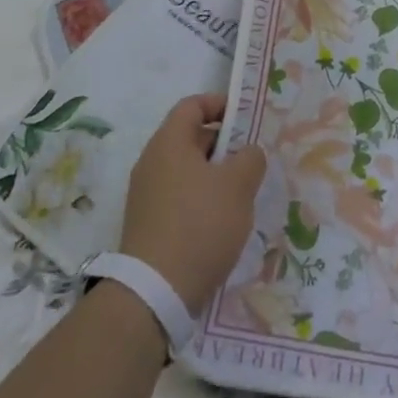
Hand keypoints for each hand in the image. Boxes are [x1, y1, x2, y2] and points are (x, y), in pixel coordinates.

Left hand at [120, 94, 266, 314]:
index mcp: (169, 142)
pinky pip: (179, 197)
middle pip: (190, 137)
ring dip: (214, 176)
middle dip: (223, 144)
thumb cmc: (200, 224)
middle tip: (251, 161)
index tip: (246, 120)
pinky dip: (201, 199)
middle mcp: (151, 162)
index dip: (220, 105)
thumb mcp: (238, 185)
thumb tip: (248, 153)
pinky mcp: (148, 224)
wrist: (155, 292)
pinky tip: (221, 222)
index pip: (192, 105)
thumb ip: (250, 159)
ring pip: (186, 170)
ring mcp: (146, 195)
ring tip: (242, 195)